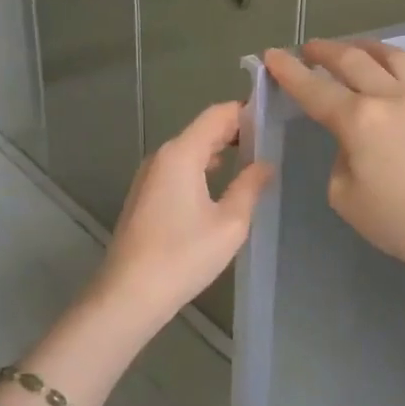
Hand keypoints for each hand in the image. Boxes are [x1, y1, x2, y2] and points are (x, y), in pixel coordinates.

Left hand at [89, 101, 273, 331]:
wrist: (129, 294)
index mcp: (181, 154)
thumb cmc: (183, 256)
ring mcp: (149, 177)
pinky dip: (202, 168)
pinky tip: (221, 184)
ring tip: (252, 159)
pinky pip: (178, 169)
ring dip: (219, 151)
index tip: (274, 117)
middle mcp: (161, 157)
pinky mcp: (145, 197)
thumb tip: (265, 164)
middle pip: (202, 130)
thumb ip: (250, 187)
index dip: (246, 111)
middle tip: (271, 139)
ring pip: (189, 150)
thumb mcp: (230, 223)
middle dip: (235, 131)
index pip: (217, 114)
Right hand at [263, 39, 404, 293]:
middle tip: (307, 49)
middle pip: (351, 60)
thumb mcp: (347, 200)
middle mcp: (389, 96)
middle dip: (323, 51)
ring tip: (351, 48)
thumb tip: (353, 144)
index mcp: (358, 120)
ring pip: (389, 55)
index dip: (289, 72)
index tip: (272, 56)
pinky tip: (394, 65)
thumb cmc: (403, 223)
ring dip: (363, 47)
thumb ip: (340, 161)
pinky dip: (397, 59)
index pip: (314, 89)